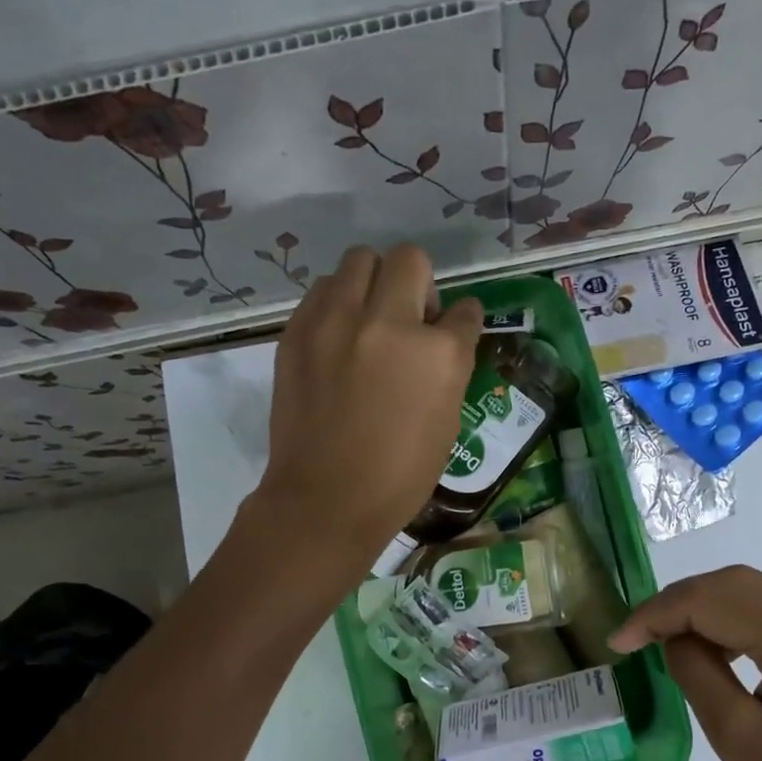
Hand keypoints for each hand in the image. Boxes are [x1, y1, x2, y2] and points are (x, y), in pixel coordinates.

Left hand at [256, 244, 482, 567]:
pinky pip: (322, 291)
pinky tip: (338, 337)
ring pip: (358, 261)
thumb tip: (440, 337)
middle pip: (408, 260)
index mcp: (437, 354)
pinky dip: (336, 303)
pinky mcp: (297, 332)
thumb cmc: (399, 475)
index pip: (464, 311)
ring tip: (367, 320)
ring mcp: (336, 323)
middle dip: (417, 283)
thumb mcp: (447, 421)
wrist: (325, 500)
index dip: (461, 321)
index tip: (452, 330)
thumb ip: (448, 367)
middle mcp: (389, 323)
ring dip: (372, 283)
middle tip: (409, 318)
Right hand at [610, 565, 761, 760]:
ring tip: (672, 640)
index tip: (619, 640)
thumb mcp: (736, 738)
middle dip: (681, 604)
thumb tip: (675, 636)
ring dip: (712, 608)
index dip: (657, 613)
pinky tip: (724, 645)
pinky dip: (748, 619)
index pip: (713, 599)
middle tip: (639, 636)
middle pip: (738, 584)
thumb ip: (695, 670)